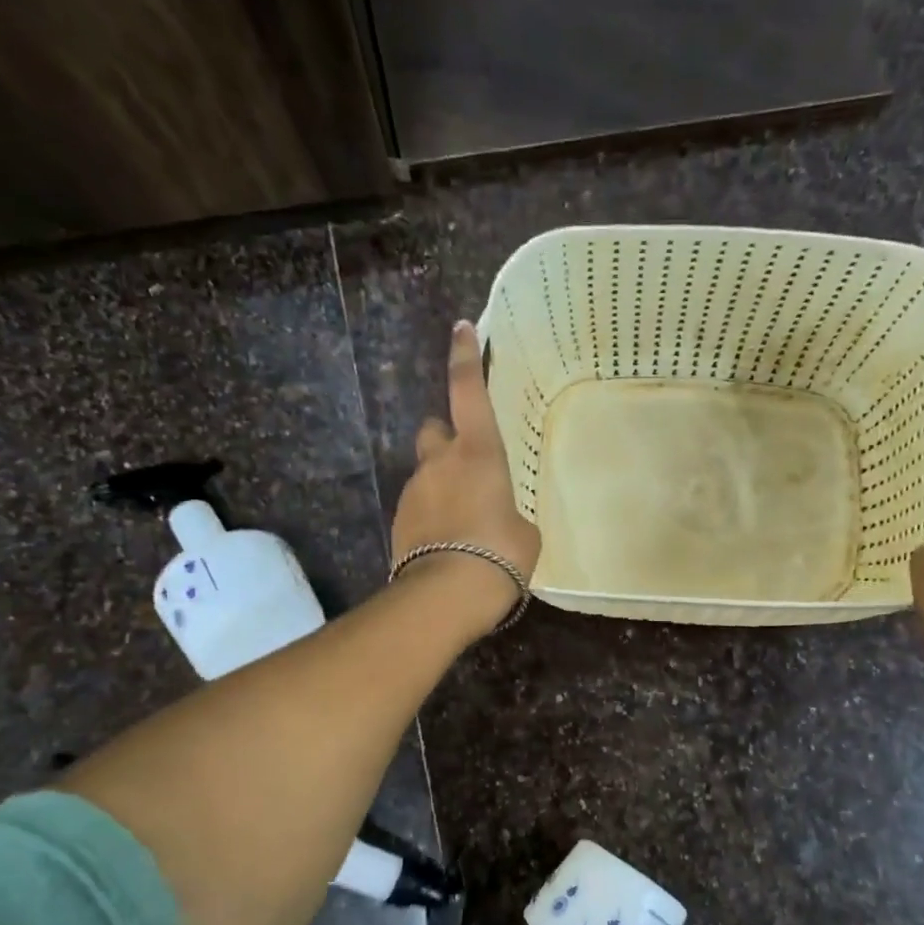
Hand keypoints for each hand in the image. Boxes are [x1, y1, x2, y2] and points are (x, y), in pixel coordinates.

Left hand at [390, 321, 542, 633]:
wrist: (446, 596)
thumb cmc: (499, 554)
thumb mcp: (525, 533)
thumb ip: (510, 514)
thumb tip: (497, 519)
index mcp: (477, 453)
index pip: (467, 391)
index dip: (465, 357)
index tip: (461, 328)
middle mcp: (439, 463)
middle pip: (434, 430)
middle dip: (447, 439)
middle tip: (468, 464)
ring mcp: (413, 491)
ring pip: (426, 473)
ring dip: (442, 485)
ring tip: (466, 525)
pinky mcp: (399, 522)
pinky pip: (419, 507)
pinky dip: (433, 516)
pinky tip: (450, 545)